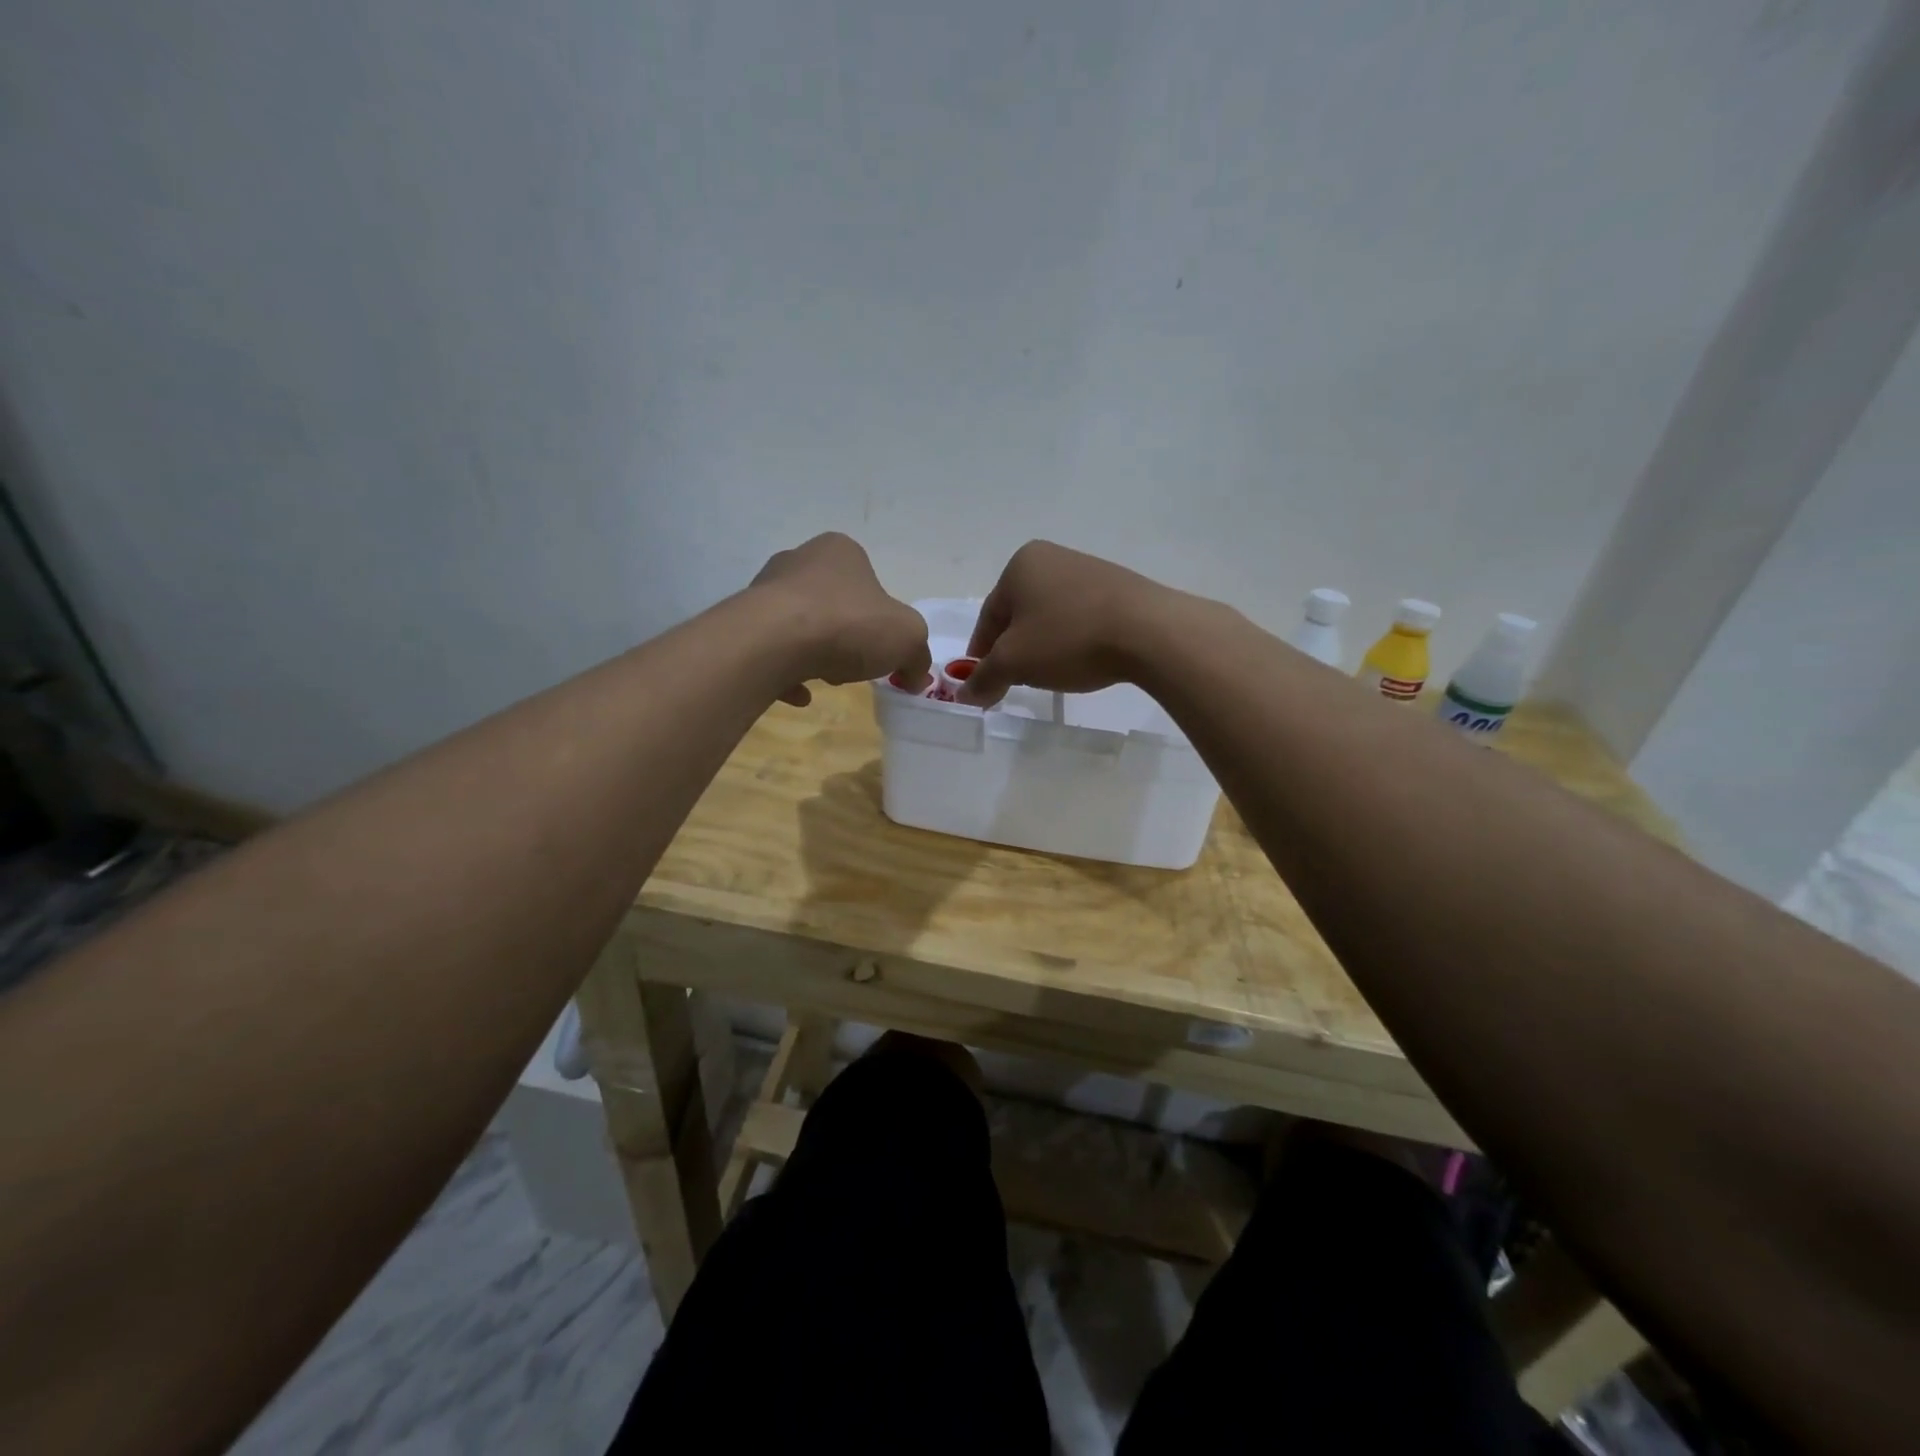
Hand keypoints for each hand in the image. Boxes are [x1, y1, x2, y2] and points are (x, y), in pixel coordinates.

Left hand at [751, 533, 929, 706]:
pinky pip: (772, 651)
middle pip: (832, 603)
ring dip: (816, 651)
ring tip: (825, 677)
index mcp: (840, 552)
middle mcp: (799, 561)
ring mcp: (765, 591)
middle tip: (855, 663)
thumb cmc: (848, 624)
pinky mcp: (743, 623)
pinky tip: (799, 694)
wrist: (774, 641)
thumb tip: (916, 676)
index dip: (880, 618)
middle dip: (846, 635)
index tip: (882, 647)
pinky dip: (787, 671)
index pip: (868, 581)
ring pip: (800, 625)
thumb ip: (917, 656)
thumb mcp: (907, 638)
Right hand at [958, 541, 1179, 707]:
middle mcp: (1052, 558)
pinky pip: (1081, 617)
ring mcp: (1088, 570)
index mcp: (1020, 564)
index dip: (981, 654)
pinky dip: (1072, 640)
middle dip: (1013, 649)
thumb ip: (984, 678)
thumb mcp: (1015, 663)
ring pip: (1050, 617)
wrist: (1149, 632)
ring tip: (1050, 675)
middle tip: (1014, 682)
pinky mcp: (1118, 588)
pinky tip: (1081, 661)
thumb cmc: (1069, 638)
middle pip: (1019, 615)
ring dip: (1043, 646)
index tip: (982, 683)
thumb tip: (964, 694)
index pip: (988, 617)